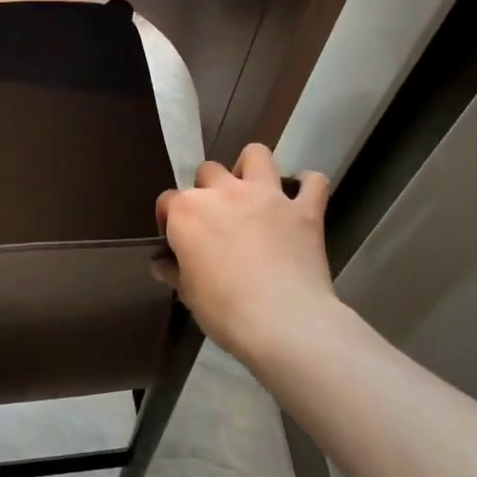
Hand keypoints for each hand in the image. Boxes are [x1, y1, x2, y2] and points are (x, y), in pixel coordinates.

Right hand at [155, 144, 338, 368]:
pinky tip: (302, 196)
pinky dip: (307, 185)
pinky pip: (313, 182)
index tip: (177, 243)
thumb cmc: (224, 310)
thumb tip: (163, 264)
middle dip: (208, 189)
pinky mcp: (303, 210)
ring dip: (251, 168)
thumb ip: (174, 271)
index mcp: (187, 212)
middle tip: (216, 219)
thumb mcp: (188, 294)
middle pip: (208, 171)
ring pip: (256, 154)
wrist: (283, 322)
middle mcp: (223, 192)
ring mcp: (266, 196)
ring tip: (252, 191)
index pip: (167, 201)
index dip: (168, 220)